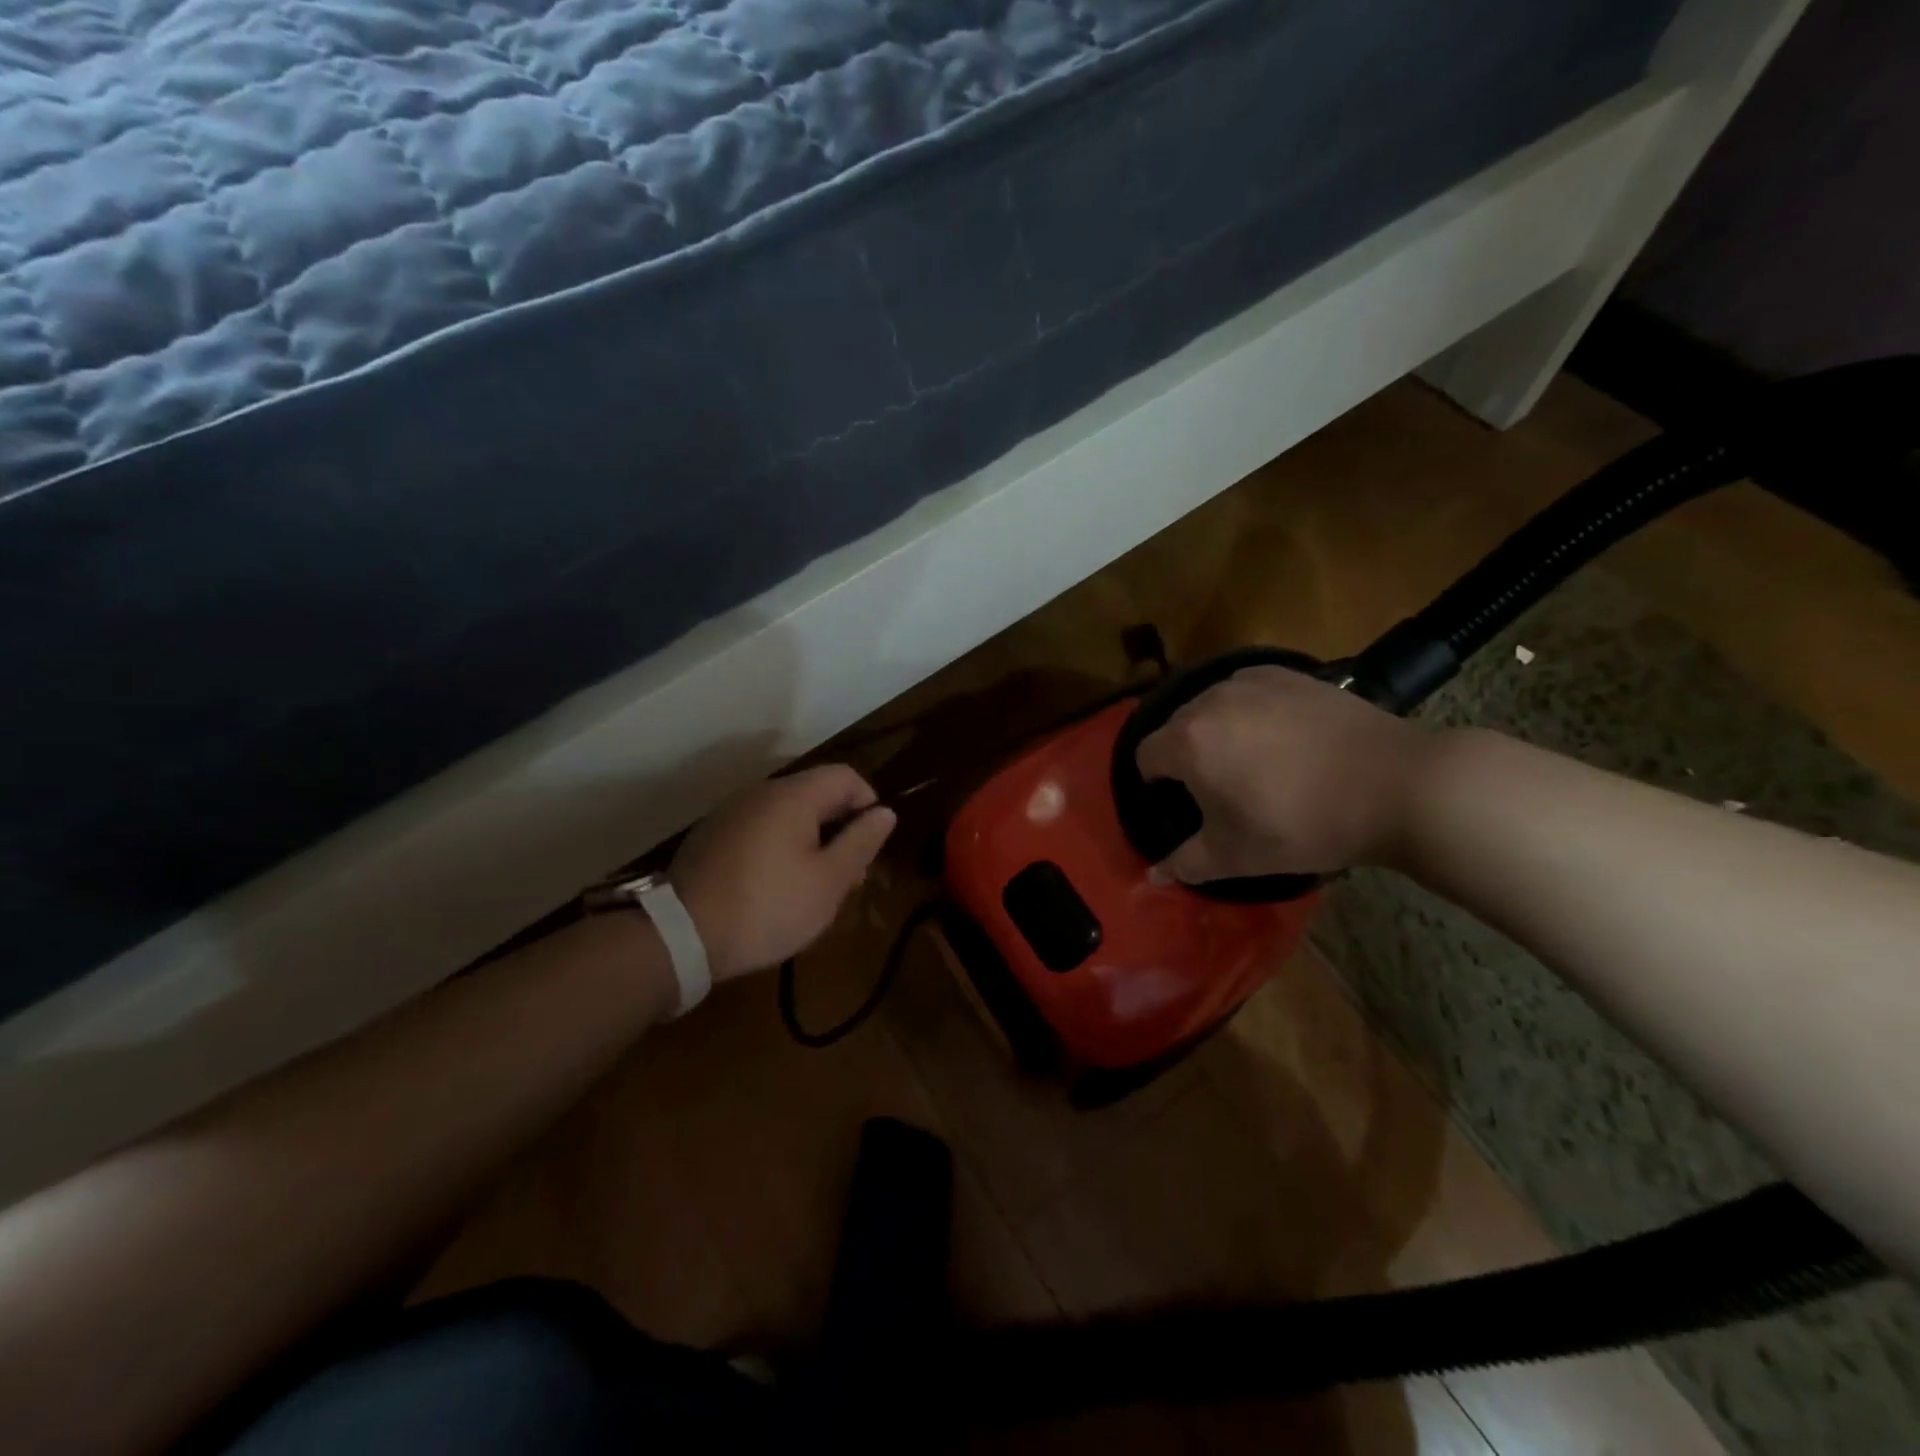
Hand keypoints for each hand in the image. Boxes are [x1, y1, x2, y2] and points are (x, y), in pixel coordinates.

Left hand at [670, 765, 896, 980]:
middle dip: (840, 829)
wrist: (681, 936)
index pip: (845, 776)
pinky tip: (777, 888)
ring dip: (811, 842)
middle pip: (816, 794)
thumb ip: (860, 842)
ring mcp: (731, 813)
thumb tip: (885, 812)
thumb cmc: (768, 906)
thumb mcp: (828, 881)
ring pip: (787, 815)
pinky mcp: (711, 837)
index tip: (870, 846)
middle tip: (849, 877)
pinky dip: (780, 848)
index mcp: (792, 796)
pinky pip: (760, 830)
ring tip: (815, 887)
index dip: (868, 803)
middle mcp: (760, 793)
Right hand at [1134, 666, 1432, 883]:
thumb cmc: (1303, 824)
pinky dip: (1252, 711)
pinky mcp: (1289, 673)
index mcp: (1187, 741)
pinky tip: (1284, 736)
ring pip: (1213, 706)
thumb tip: (1153, 877)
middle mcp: (1210, 700)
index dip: (1156, 784)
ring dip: (1218, 730)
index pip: (1145, 757)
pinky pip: (1249, 691)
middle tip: (1220, 787)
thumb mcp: (1237, 855)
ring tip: (1254, 760)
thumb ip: (1185, 863)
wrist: (1395, 784)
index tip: (1183, 804)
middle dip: (1187, 755)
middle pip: (1177, 727)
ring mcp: (1251, 681)